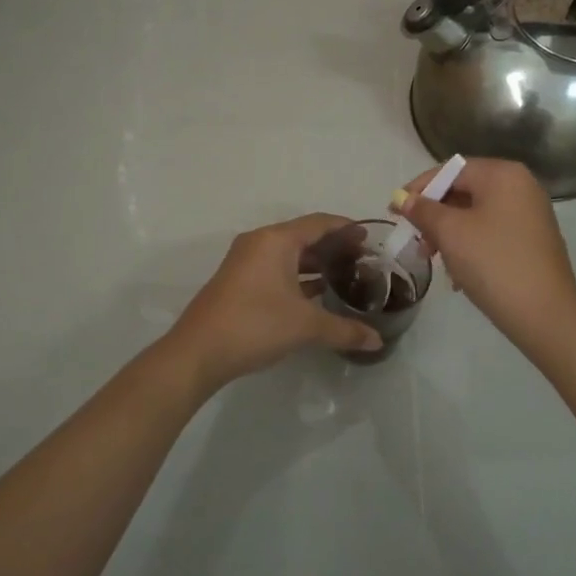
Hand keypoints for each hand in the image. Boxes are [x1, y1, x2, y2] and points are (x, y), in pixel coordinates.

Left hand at [169, 213, 382, 388]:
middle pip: (304, 235)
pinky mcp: (238, 281)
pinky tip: (316, 295)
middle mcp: (260, 243)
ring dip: (315, 263)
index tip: (370, 238)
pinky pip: (276, 268)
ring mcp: (245, 262)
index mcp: (276, 240)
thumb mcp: (305, 326)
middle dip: (333, 246)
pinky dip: (298, 276)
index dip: (347, 228)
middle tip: (363, 261)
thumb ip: (344, 330)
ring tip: (345, 277)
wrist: (198, 352)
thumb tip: (377, 340)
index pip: (319, 223)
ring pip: (288, 254)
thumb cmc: (255, 325)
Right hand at [394, 158, 575, 352]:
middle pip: (464, 190)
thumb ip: (423, 210)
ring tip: (434, 260)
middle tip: (414, 241)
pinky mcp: (533, 241)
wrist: (545, 314)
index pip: (451, 169)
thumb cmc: (493, 263)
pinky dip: (471, 246)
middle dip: (434, 215)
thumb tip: (403, 198)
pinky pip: (492, 233)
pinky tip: (459, 274)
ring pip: (476, 215)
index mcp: (503, 174)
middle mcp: (521, 186)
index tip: (394, 211)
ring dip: (449, 234)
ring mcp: (530, 214)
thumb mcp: (451, 233)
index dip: (419, 188)